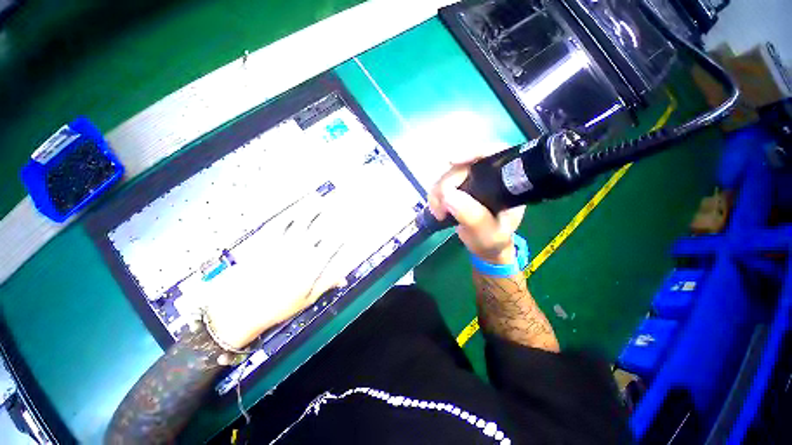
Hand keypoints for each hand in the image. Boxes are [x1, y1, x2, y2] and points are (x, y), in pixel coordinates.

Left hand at [203, 193, 350, 348]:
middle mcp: (299, 251)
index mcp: (311, 265)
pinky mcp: (265, 242)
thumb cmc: (276, 307)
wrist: (240, 309)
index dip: (341, 235)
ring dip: (310, 210)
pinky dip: (287, 216)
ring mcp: (282, 244)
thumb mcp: (306, 299)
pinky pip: (278, 225)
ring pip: (300, 222)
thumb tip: (343, 279)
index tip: (346, 228)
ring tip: (317, 199)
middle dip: (329, 217)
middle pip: (318, 229)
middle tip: (335, 206)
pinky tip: (292, 210)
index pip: (331, 245)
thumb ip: (326, 284)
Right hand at [428, 159, 525, 264]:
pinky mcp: (457, 188)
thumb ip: (473, 217)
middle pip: (463, 165)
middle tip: (442, 208)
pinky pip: (440, 184)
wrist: (486, 247)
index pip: (493, 154)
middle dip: (447, 183)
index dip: (473, 152)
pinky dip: (435, 196)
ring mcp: (470, 181)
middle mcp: (487, 176)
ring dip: (437, 192)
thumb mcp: (488, 233)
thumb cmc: (493, 240)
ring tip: (439, 213)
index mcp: (506, 182)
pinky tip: (437, 209)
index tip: (452, 160)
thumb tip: (448, 196)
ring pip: (447, 174)